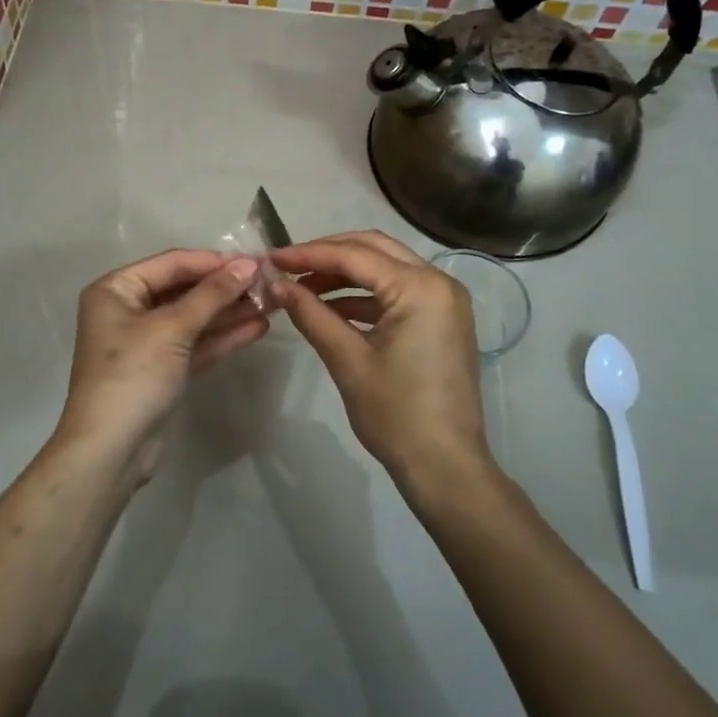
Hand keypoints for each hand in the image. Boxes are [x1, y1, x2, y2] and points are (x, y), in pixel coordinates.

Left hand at [53, 250, 267, 482]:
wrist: (111, 451)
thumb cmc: (133, 376)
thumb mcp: (172, 329)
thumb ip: (212, 295)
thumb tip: (249, 265)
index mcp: (116, 290)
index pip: (172, 264)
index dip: (214, 262)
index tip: (256, 261)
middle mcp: (128, 310)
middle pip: (184, 290)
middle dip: (226, 288)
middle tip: (269, 284)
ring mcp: (146, 342)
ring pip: (194, 319)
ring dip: (230, 312)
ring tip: (272, 304)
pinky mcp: (162, 370)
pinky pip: (195, 344)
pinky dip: (222, 337)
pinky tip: (257, 328)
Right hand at [272, 231, 488, 491]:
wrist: (446, 467)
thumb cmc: (396, 415)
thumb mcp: (348, 361)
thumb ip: (311, 314)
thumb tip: (276, 285)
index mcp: (421, 288)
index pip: (355, 256)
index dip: (309, 254)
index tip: (271, 260)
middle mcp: (439, 282)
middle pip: (374, 249)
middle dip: (327, 254)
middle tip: (287, 267)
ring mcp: (445, 300)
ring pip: (386, 268)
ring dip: (344, 274)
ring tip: (302, 288)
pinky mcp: (442, 320)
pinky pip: (397, 292)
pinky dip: (364, 295)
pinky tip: (330, 308)